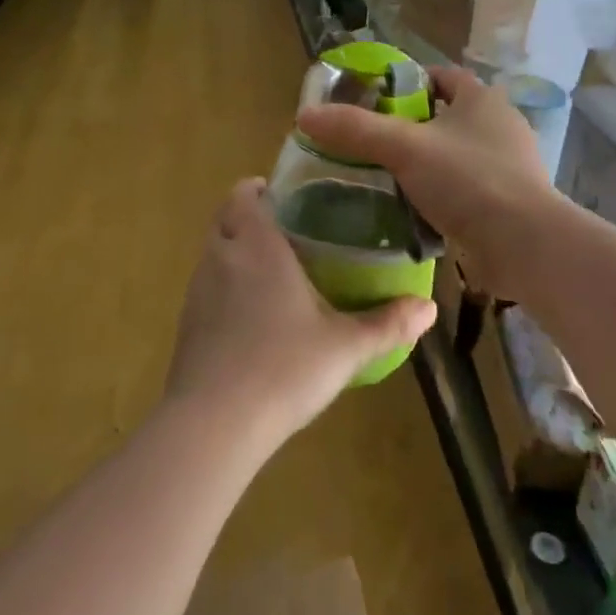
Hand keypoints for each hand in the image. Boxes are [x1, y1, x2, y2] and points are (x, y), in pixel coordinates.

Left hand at [166, 179, 435, 451]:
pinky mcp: (186, 325)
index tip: (285, 197)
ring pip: (214, 253)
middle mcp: (221, 257)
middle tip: (288, 233)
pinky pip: (206, 288)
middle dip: (250, 218)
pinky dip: (225, 288)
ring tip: (273, 273)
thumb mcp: (346, 347)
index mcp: (257, 245)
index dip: (259, 189)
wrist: (214, 424)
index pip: (244, 195)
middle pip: (226, 219)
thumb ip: (388, 324)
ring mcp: (197, 291)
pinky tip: (251, 319)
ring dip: (236, 252)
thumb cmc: (284, 368)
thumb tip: (429, 308)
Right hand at [296, 67, 552, 297]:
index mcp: (481, 100)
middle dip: (410, 129)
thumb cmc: (468, 180)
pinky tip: (410, 212)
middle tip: (370, 144)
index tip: (373, 100)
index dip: (408, 82)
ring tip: (383, 179)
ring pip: (453, 157)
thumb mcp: (404, 149)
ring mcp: (507, 166)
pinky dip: (439, 196)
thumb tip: (305, 115)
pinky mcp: (507, 202)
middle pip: (445, 117)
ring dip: (424, 166)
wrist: (524, 244)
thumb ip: (355, 130)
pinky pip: (463, 190)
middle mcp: (499, 126)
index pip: (442, 76)